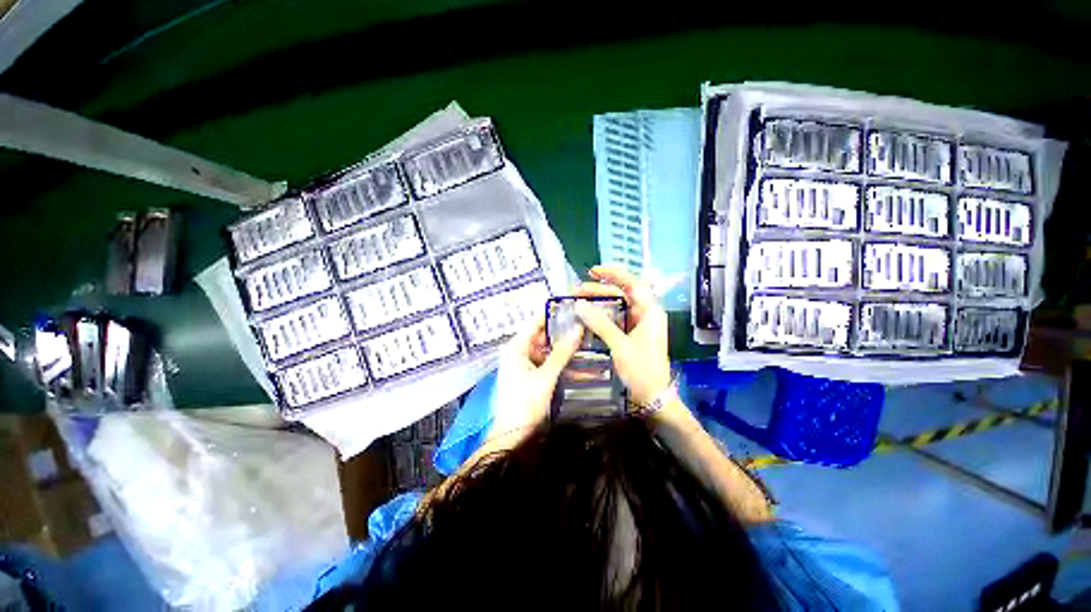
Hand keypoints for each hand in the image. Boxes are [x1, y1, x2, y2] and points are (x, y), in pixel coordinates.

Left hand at [489, 315, 583, 439]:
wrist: (513, 438)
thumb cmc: (525, 403)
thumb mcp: (546, 376)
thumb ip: (562, 353)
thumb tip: (577, 329)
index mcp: (516, 347)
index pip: (535, 322)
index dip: (552, 313)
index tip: (572, 306)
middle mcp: (519, 352)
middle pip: (544, 337)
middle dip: (564, 334)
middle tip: (586, 326)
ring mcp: (525, 365)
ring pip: (549, 352)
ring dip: (566, 351)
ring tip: (589, 344)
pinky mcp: (532, 377)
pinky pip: (549, 366)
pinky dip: (563, 366)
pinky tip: (582, 366)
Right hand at [574, 266, 672, 406]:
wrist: (652, 398)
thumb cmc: (642, 371)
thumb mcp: (620, 345)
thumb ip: (600, 324)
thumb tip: (580, 305)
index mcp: (649, 312)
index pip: (633, 284)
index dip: (614, 274)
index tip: (593, 271)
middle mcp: (644, 314)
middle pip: (621, 295)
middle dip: (599, 291)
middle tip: (576, 292)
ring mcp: (637, 326)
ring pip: (616, 307)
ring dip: (598, 304)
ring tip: (577, 302)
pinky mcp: (630, 336)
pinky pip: (614, 320)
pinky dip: (600, 317)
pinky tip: (586, 317)